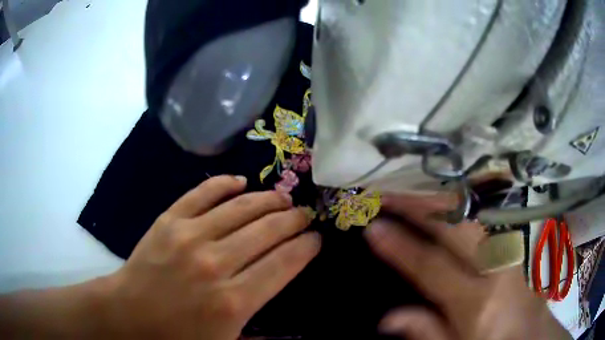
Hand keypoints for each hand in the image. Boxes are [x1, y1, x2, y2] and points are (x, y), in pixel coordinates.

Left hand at [102, 175, 320, 338]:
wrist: (129, 315)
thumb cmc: (178, 337)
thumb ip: (263, 334)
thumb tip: (289, 318)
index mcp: (234, 301)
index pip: (285, 263)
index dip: (306, 246)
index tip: (316, 238)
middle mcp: (216, 264)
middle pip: (268, 231)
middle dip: (293, 219)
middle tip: (304, 214)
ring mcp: (189, 236)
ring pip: (240, 208)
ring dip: (267, 200)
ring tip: (282, 197)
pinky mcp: (168, 221)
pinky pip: (202, 193)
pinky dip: (224, 184)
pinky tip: (240, 182)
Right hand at [365, 194, 570, 339]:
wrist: (535, 337)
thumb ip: (427, 333)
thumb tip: (387, 318)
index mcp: (479, 303)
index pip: (432, 267)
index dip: (401, 246)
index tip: (374, 226)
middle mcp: (498, 268)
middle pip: (456, 226)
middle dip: (420, 206)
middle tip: (389, 194)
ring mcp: (512, 251)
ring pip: (475, 214)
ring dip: (440, 200)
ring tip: (412, 191)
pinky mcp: (518, 246)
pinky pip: (488, 217)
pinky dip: (464, 205)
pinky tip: (448, 199)